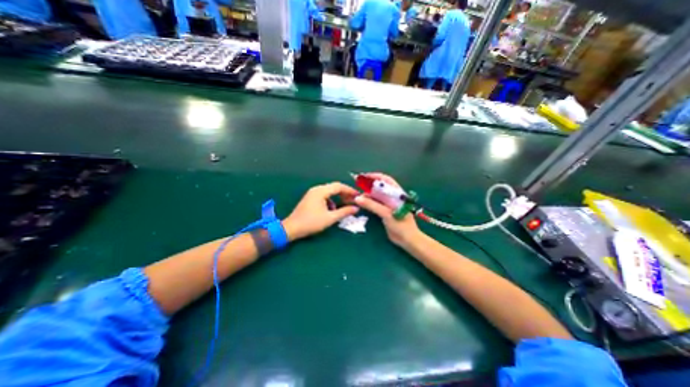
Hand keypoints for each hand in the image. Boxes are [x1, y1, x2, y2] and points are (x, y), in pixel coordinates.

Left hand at [280, 182, 357, 241]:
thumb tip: (356, 208)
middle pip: (334, 187)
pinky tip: (332, 209)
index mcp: (321, 191)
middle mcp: (316, 189)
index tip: (358, 196)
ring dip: (338, 197)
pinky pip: (324, 196)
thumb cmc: (311, 222)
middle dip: (345, 193)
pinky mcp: (310, 198)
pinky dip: (331, 200)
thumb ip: (344, 212)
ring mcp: (312, 193)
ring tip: (344, 205)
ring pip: (329, 192)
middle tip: (353, 201)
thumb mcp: (330, 218)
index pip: (339, 186)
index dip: (350, 190)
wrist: (292, 228)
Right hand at [353, 173, 423, 246]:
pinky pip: (375, 203)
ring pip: (377, 195)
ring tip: (358, 195)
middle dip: (369, 185)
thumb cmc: (400, 224)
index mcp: (396, 193)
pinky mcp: (385, 211)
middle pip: (380, 187)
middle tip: (358, 185)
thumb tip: (358, 198)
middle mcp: (392, 197)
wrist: (407, 240)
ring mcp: (388, 204)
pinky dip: (368, 202)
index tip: (363, 177)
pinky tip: (362, 202)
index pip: (385, 180)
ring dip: (368, 194)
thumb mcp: (386, 213)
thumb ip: (372, 205)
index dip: (375, 177)